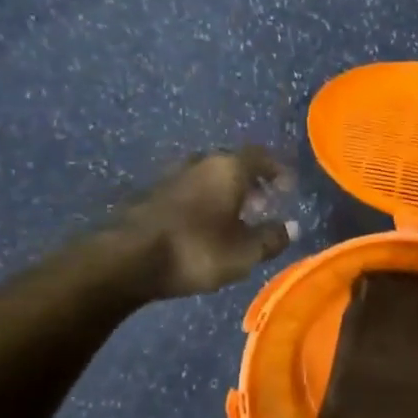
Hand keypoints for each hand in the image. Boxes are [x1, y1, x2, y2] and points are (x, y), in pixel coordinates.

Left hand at [94, 148, 298, 302]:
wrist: (125, 260)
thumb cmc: (196, 250)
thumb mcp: (244, 252)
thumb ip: (271, 238)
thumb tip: (292, 227)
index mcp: (227, 168)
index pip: (260, 157)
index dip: (277, 170)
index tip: (287, 188)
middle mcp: (199, 163)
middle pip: (231, 164)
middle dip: (250, 182)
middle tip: (263, 203)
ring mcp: (169, 177)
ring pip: (207, 177)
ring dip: (224, 193)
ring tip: (234, 218)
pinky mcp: (148, 196)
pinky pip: (187, 191)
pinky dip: (202, 203)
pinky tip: (203, 226)